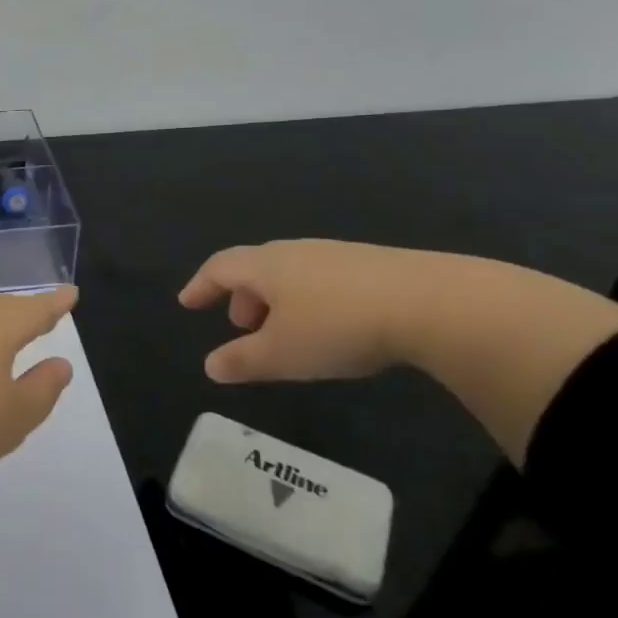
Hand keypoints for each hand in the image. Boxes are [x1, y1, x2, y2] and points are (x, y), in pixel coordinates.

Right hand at [178, 239, 434, 383]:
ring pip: (290, 274)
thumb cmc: (337, 327)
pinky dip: (308, 301)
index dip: (200, 285)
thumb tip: (211, 366)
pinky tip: (330, 327)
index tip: (187, 303)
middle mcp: (295, 252)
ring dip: (276, 301)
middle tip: (242, 327)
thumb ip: (242, 360)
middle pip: (256, 268)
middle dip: (242, 297)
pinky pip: (321, 279)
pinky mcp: (371, 265)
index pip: (219, 268)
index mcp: (266, 266)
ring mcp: (335, 255)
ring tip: (286, 333)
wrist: (430, 303)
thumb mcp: (282, 354)